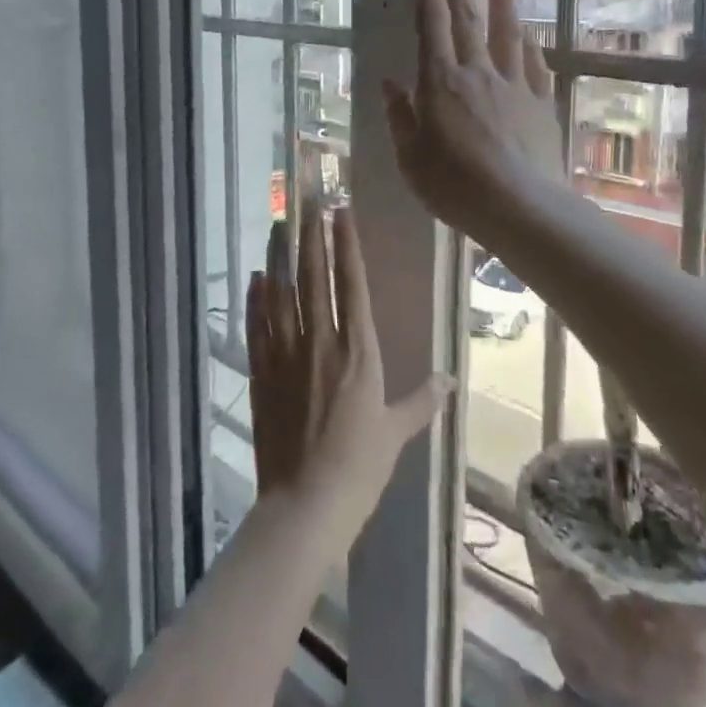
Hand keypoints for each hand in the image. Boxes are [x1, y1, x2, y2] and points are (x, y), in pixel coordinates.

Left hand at [246, 201, 450, 541]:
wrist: (305, 505)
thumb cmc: (359, 468)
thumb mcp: (397, 433)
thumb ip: (421, 401)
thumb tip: (449, 380)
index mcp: (358, 352)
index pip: (351, 285)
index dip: (346, 245)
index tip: (340, 212)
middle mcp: (321, 343)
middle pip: (314, 278)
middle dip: (311, 236)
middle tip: (307, 201)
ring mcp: (286, 355)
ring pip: (281, 294)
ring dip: (280, 257)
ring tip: (279, 224)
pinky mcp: (261, 373)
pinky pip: (257, 326)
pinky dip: (256, 299)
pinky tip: (257, 277)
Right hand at [383, 0, 566, 240]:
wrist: (520, 208)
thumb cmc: (455, 187)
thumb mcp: (411, 158)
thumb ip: (400, 116)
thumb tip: (390, 83)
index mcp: (439, 82)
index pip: (433, 19)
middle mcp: (476, 72)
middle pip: (467, 15)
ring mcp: (512, 85)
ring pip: (505, 32)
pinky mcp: (539, 104)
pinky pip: (532, 66)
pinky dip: (527, 45)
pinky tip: (527, 33)